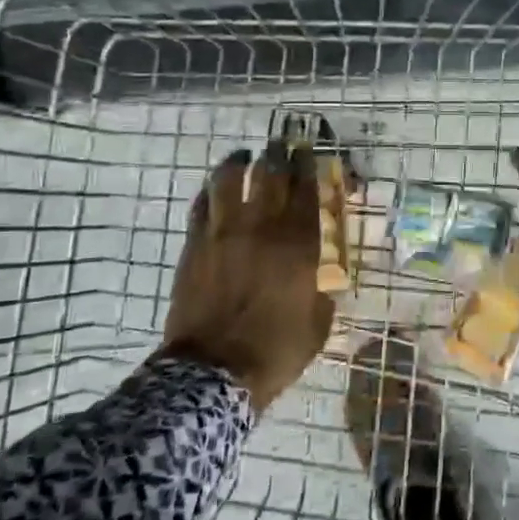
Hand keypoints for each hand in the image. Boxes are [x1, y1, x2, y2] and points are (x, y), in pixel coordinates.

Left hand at [162, 143, 334, 409]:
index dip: (311, 166)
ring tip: (244, 157)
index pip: (307, 190)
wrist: (213, 374)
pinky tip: (217, 189)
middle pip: (271, 174)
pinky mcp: (195, 244)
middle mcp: (262, 227)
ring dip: (240, 162)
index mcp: (298, 245)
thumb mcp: (319, 324)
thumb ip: (323, 290)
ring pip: (230, 179)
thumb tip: (320, 276)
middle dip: (280, 154)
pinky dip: (212, 190)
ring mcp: (224, 232)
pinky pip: (202, 204)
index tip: (312, 153)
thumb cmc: (275, 351)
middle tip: (283, 145)